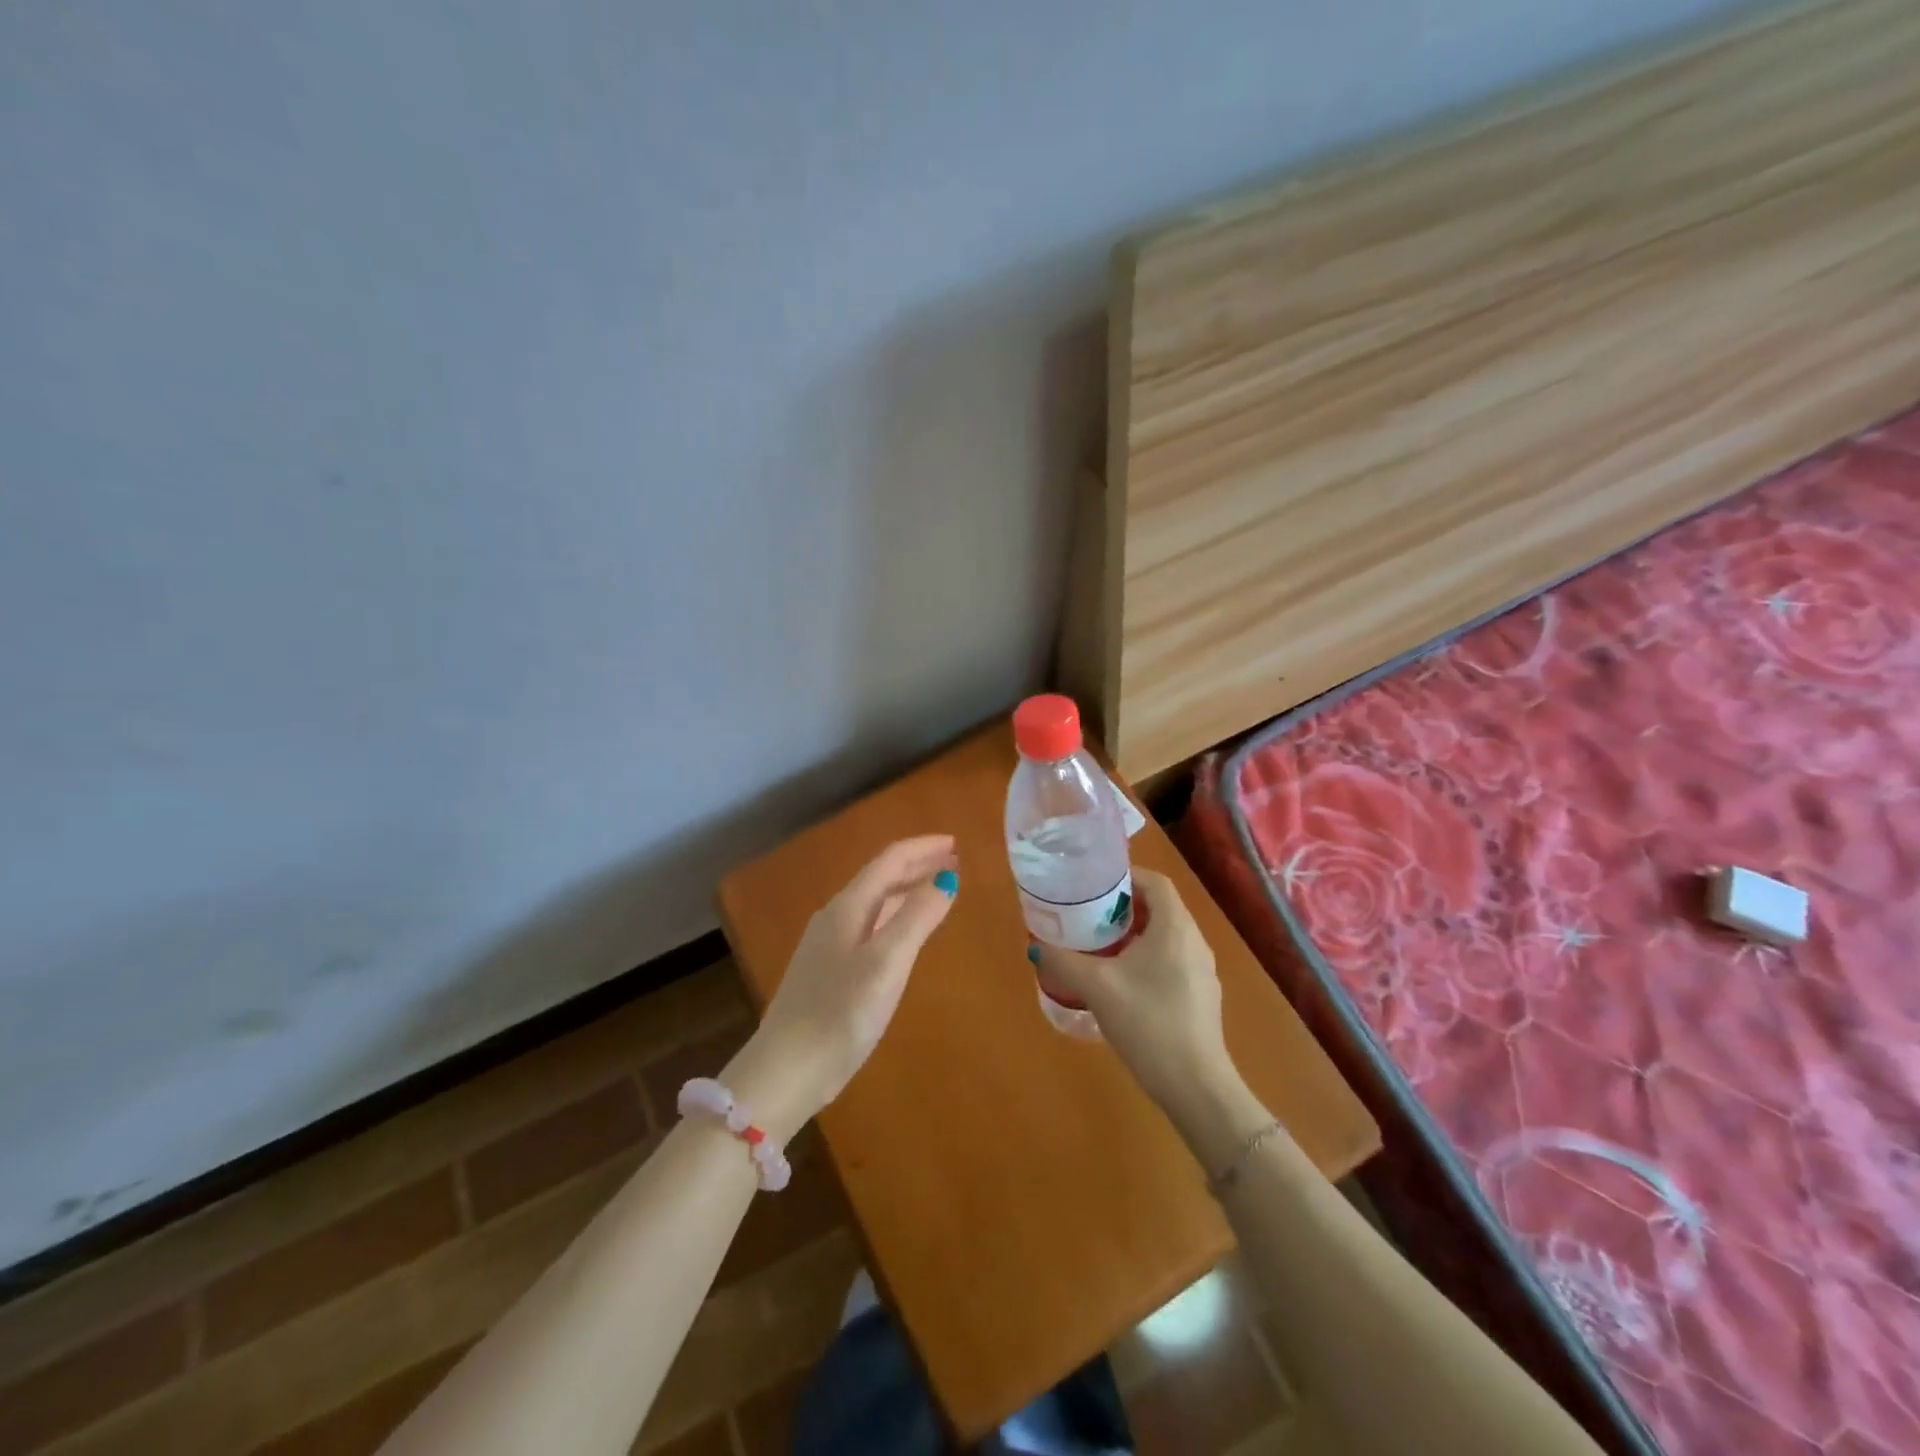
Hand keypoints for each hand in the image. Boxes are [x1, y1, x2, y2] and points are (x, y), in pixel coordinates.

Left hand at [727, 836, 957, 1139]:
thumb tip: (947, 877)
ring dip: (908, 890)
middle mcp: (836, 917)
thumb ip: (918, 917)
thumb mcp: (887, 962)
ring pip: (876, 903)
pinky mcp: (829, 971)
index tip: (956, 843)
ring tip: (938, 889)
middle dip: (918, 865)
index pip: (889, 860)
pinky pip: (870, 926)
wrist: (787, 1069)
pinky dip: (896, 917)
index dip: (923, 848)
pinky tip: (906, 933)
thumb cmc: (841, 1012)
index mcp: (848, 907)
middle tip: (954, 862)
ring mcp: (829, 944)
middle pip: (881, 877)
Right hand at [1034, 869, 1233, 1112]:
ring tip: (1101, 948)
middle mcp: (1195, 940)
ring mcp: (1203, 970)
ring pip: (1167, 936)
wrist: (1195, 1086)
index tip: (1095, 888)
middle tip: (1090, 917)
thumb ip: (1064, 961)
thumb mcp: (1096, 987)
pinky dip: (1148, 958)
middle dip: (1125, 907)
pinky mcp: (1202, 996)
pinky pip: (1173, 960)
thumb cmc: (1147, 1023)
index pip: (1155, 882)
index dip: (1126, 877)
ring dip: (1135, 934)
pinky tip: (1124, 983)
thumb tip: (1036, 945)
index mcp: (1175, 927)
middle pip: (1160, 907)